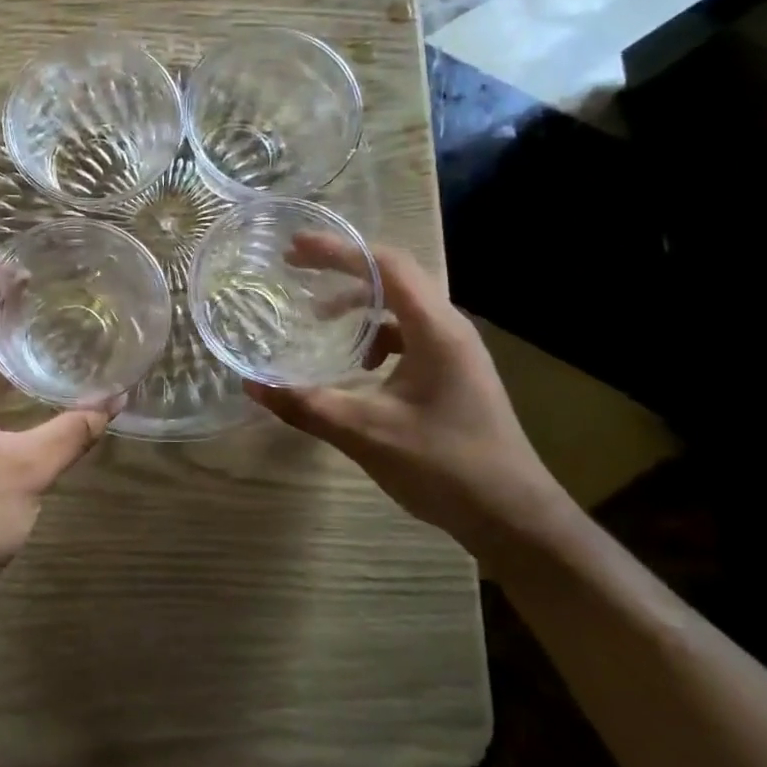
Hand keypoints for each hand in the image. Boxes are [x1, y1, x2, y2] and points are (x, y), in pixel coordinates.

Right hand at [245, 234, 570, 552]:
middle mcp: (449, 328)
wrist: (514, 518)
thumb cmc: (446, 467)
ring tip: (318, 319)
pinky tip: (358, 366)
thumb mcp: (367, 434)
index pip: (385, 265)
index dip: (338, 251)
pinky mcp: (453, 372)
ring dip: (358, 305)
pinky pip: (408, 335)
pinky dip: (375, 335)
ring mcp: (455, 351)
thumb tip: (252, 384)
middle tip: (296, 267)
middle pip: (393, 277)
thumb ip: (306, 405)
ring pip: (400, 307)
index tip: (295, 248)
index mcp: (436, 330)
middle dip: (342, 268)